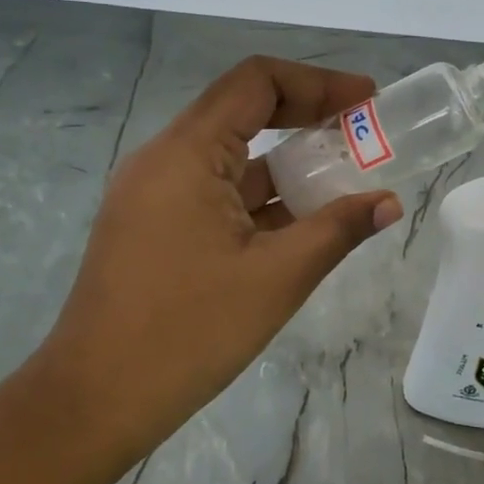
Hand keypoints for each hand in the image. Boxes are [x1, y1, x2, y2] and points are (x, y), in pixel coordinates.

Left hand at [31, 57, 403, 460]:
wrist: (94, 401)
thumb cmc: (188, 332)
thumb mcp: (276, 278)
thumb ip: (337, 230)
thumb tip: (389, 205)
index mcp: (187, 154)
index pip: (256, 82)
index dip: (318, 83)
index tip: (366, 101)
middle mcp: (164, 160)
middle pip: (243, 111)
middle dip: (308, 117)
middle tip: (363, 134)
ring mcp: (154, 195)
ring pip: (231, 156)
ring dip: (287, 161)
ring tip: (345, 178)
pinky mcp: (154, 227)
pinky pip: (216, 192)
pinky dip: (261, 196)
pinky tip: (302, 220)